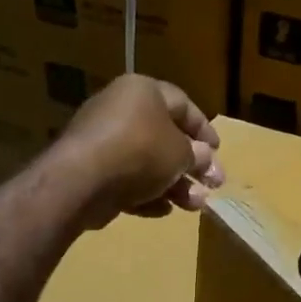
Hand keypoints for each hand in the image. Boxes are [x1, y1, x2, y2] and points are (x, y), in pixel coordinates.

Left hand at [49, 75, 221, 229]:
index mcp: (143, 91)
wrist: (81, 180)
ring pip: (146, 162)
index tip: (219, 152)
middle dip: (191, 165)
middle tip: (212, 186)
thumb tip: (205, 158)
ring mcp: (101, 140)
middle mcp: (120, 109)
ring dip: (173, 184)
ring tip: (193, 206)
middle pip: (164, 137)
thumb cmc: (140, 152)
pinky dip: (144, 193)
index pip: (182, 105)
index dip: (204, 129)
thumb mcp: (181, 153)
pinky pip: (124, 179)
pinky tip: (161, 210)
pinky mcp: (88, 169)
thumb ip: (197, 155)